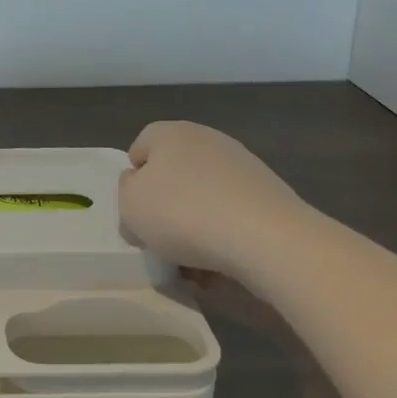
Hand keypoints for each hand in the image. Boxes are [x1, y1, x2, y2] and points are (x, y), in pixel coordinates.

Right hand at [118, 121, 315, 281]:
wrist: (267, 238)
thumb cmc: (183, 214)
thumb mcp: (130, 206)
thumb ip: (126, 191)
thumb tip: (138, 186)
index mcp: (169, 133)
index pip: (139, 150)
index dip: (133, 183)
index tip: (137, 214)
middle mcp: (206, 139)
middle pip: (174, 175)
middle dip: (167, 207)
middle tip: (162, 240)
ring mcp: (243, 165)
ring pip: (204, 197)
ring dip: (196, 226)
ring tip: (195, 264)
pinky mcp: (270, 193)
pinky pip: (234, 214)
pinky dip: (226, 235)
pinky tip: (224, 264)